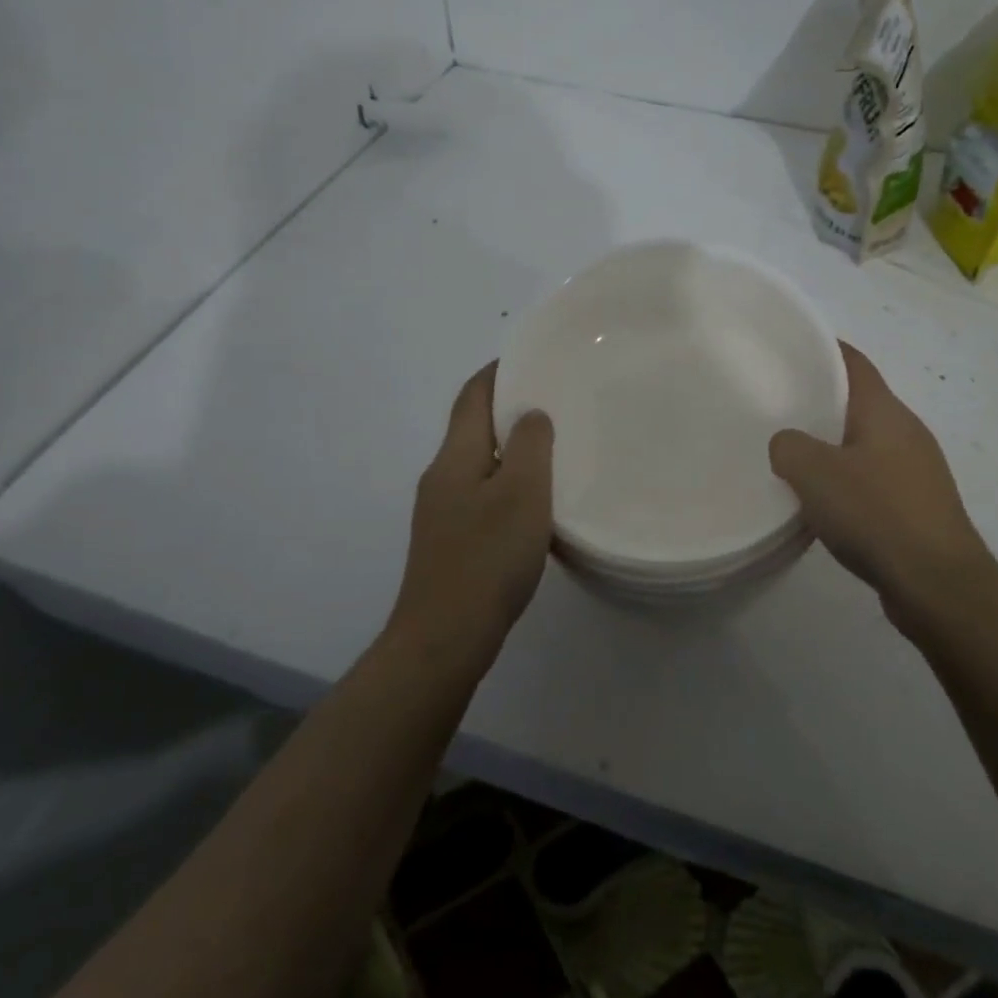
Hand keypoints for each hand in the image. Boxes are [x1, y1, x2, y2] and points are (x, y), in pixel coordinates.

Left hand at [389, 363, 554, 671]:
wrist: (444, 638)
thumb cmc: (487, 558)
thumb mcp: (522, 492)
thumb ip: (530, 445)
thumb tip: (530, 415)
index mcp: (455, 456)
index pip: (472, 395)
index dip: (498, 371)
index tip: (531, 358)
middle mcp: (441, 476)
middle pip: (473, 426)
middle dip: (508, 409)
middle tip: (555, 402)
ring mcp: (441, 512)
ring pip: (479, 463)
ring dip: (510, 449)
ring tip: (553, 449)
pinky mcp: (449, 542)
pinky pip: (481, 495)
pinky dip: (507, 484)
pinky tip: (534, 504)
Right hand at [769, 341, 995, 634]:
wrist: (939, 586)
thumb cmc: (877, 514)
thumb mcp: (814, 473)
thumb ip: (788, 447)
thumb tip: (787, 444)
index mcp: (885, 411)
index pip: (853, 362)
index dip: (823, 348)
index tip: (788, 349)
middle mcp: (906, 431)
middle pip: (858, 401)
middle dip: (820, 400)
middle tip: (777, 405)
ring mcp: (917, 470)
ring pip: (865, 443)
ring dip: (832, 445)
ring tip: (792, 455)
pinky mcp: (918, 507)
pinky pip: (874, 478)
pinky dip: (847, 480)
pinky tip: (823, 503)